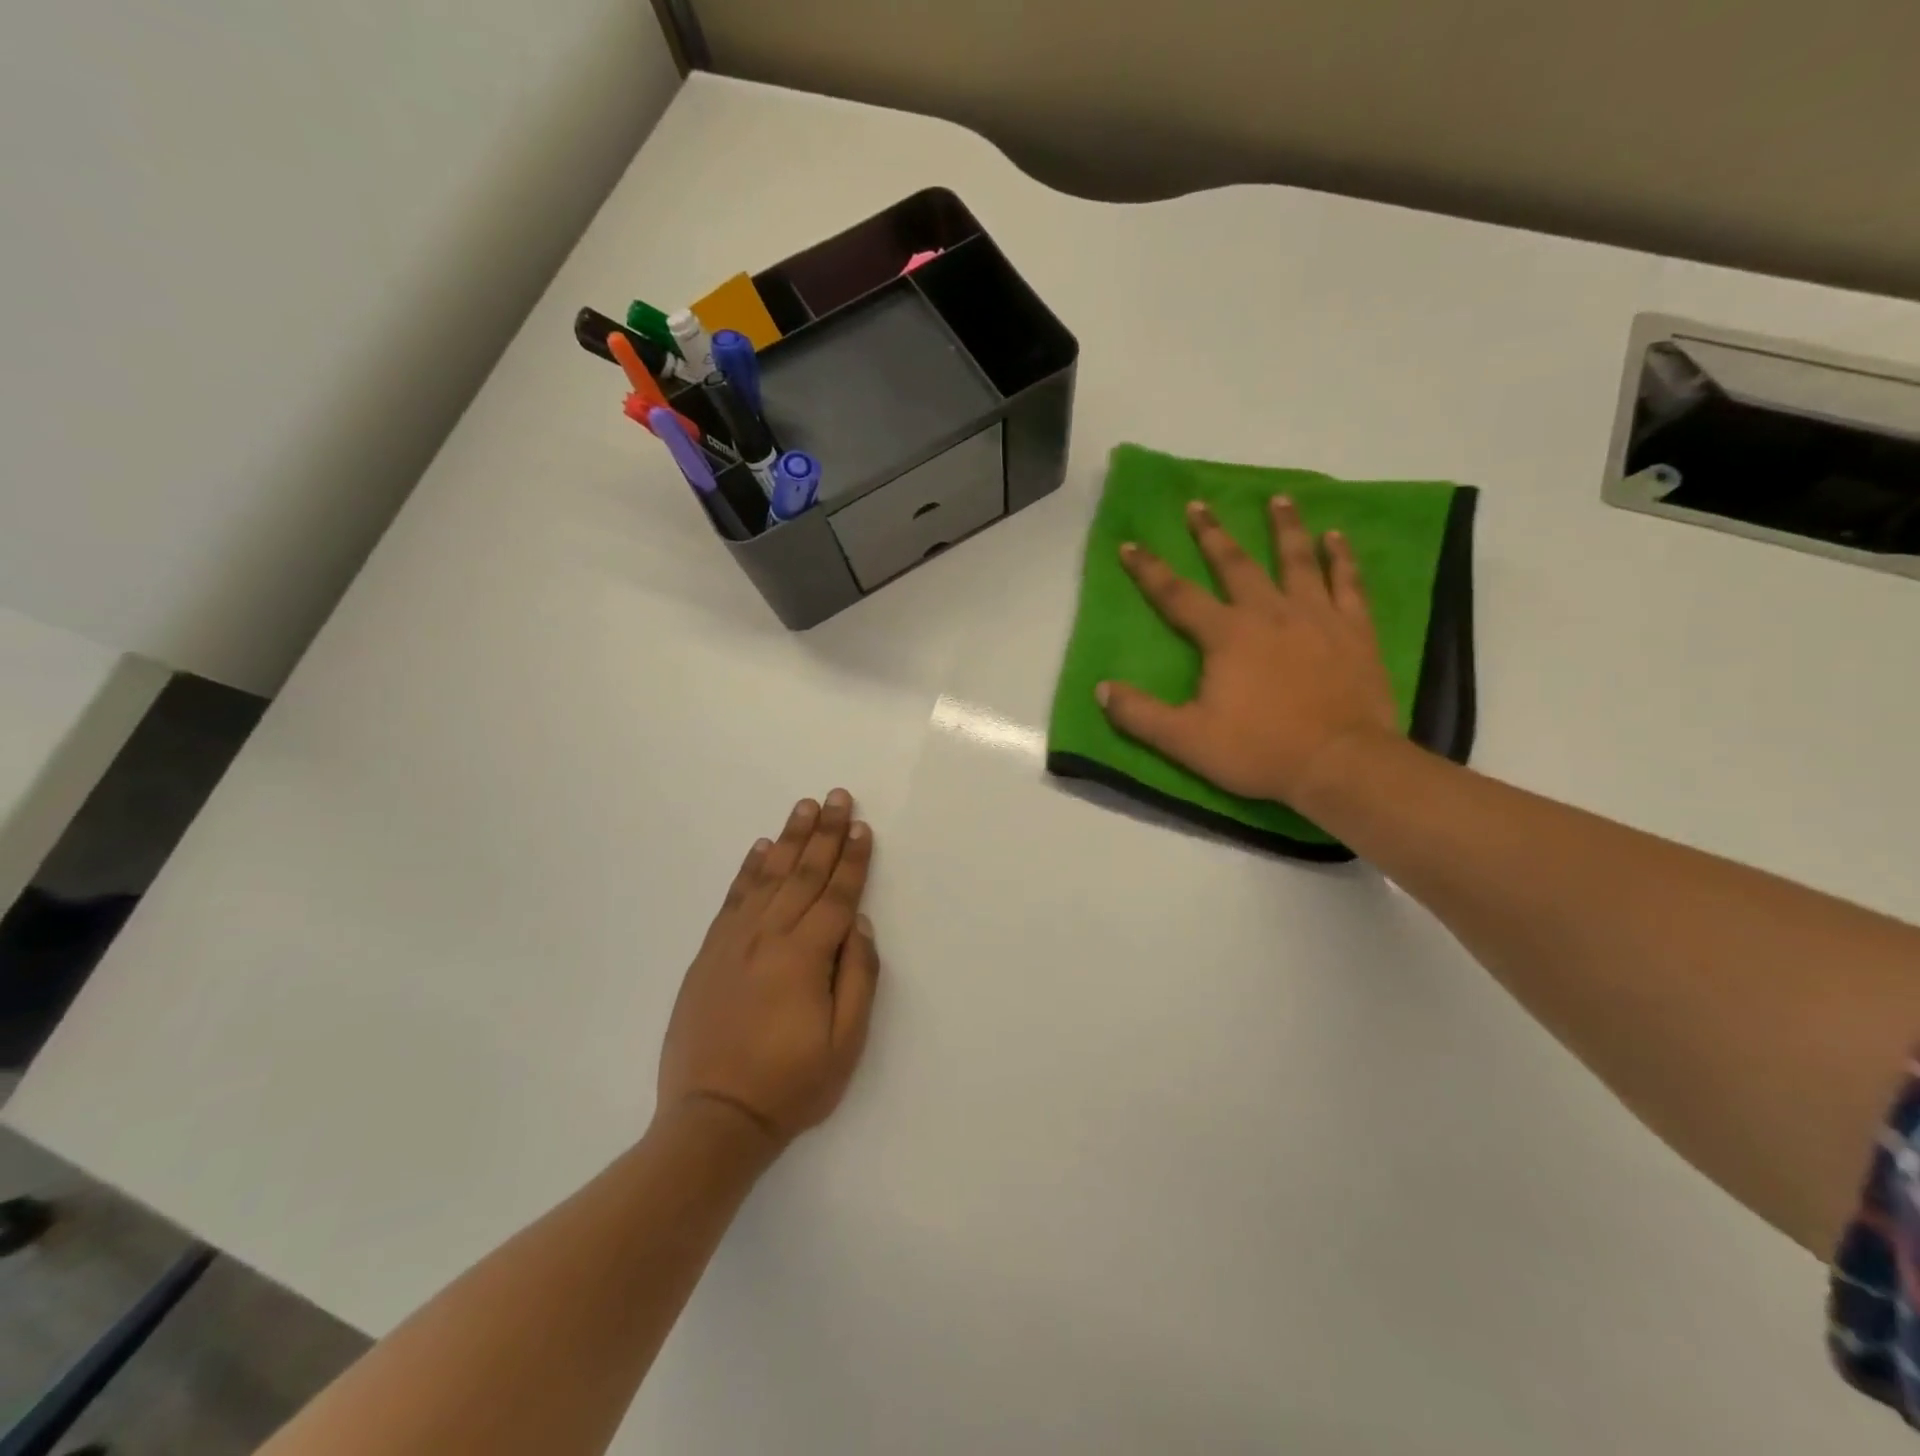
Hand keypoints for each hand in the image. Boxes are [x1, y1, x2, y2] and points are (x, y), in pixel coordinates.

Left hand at [656, 790, 879, 1150]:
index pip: (836, 895)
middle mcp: (769, 937)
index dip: (852, 859)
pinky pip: (733, 899)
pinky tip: (760, 848)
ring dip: (789, 839)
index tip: (861, 826)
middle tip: (836, 796)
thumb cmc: (790, 1085)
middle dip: (824, 833)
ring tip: (803, 807)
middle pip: (803, 874)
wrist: (713, 1119)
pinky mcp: (709, 954)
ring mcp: (734, 942)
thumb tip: (858, 925)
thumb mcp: (845, 1043)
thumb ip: (858, 977)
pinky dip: (748, 869)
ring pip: (768, 877)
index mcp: (805, 957)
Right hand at [1098, 496, 1399, 805]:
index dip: (1149, 570)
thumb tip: (1101, 689)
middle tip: (1199, 504)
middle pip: (1235, 564)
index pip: (1177, 596)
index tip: (1130, 544)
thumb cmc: (1260, 750)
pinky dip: (1342, 558)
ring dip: (1285, 528)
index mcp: (1226, 635)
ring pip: (1297, 561)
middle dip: (1212, 534)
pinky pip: (1348, 583)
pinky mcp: (1354, 631)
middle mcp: (1269, 613)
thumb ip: (1140, 714)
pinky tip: (1336, 537)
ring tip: (1280, 498)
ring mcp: (1317, 617)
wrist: (1340, 764)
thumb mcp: (1185, 740)